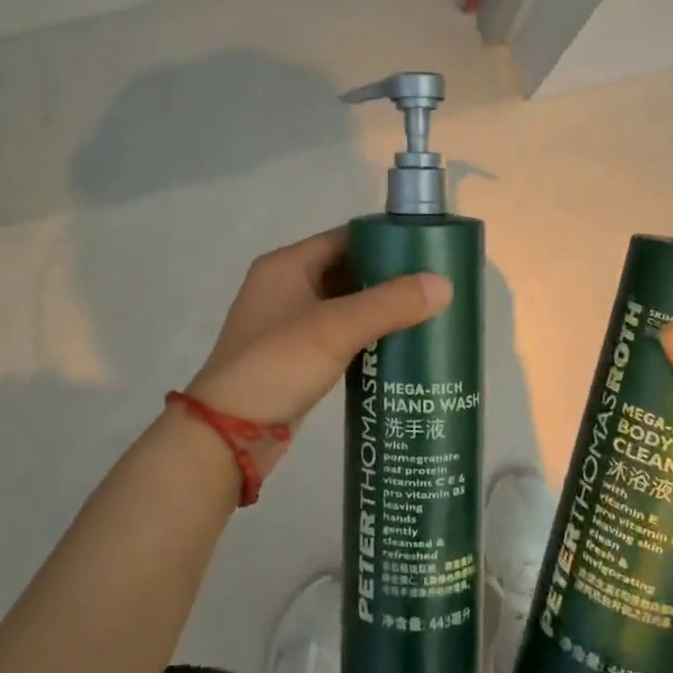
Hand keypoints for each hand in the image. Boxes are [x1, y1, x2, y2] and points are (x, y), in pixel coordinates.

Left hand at [185, 227, 451, 472]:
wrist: (228, 435)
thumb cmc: (277, 365)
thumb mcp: (335, 328)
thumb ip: (389, 303)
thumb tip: (444, 284)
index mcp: (287, 265)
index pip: (345, 237)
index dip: (385, 240)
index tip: (427, 250)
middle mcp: (286, 286)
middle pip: (346, 269)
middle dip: (388, 276)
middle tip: (435, 285)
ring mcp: (289, 323)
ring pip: (344, 304)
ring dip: (379, 308)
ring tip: (426, 313)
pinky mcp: (296, 356)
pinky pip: (339, 334)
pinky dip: (366, 335)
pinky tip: (398, 345)